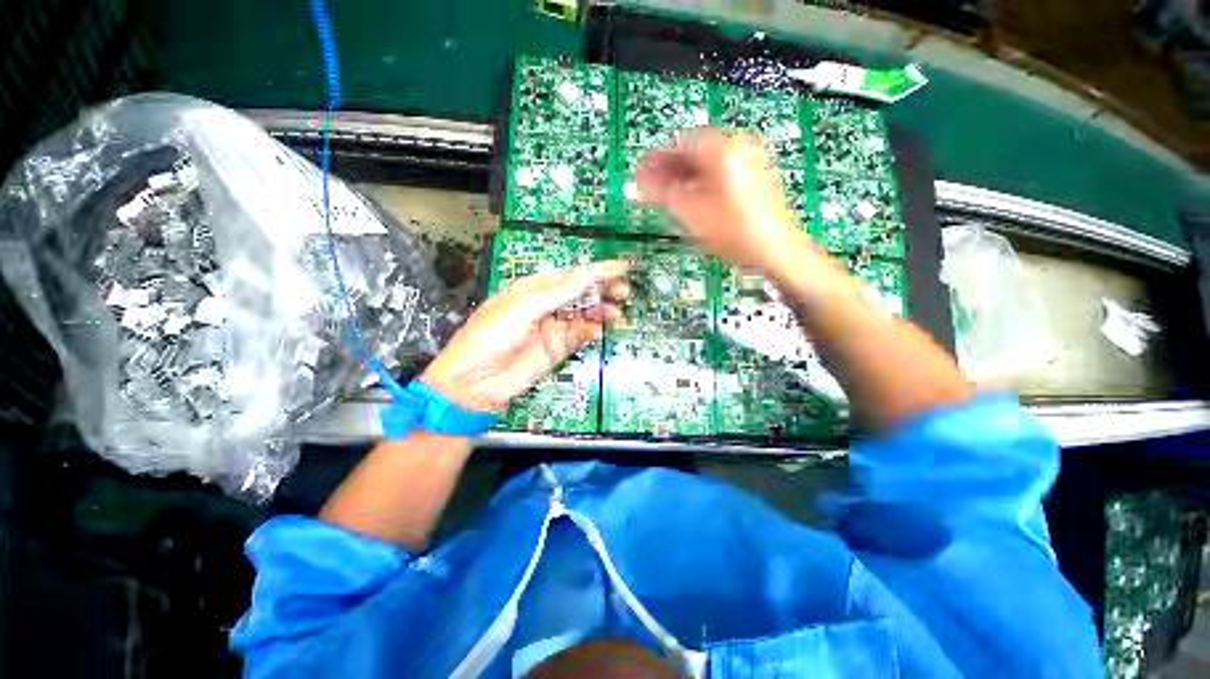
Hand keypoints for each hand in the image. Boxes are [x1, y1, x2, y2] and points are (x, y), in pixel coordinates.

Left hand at [419, 261, 629, 413]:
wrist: (475, 383)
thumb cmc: (489, 336)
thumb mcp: (523, 308)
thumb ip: (558, 292)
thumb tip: (588, 273)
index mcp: (533, 289)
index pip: (569, 276)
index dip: (594, 271)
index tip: (619, 268)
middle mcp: (545, 306)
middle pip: (579, 294)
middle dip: (601, 291)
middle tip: (621, 292)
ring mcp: (552, 328)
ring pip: (583, 314)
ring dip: (600, 311)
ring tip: (614, 312)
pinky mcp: (557, 348)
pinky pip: (579, 335)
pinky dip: (591, 331)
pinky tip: (599, 330)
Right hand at [637, 129, 812, 272]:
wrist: (774, 249)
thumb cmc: (734, 230)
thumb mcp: (691, 212)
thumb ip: (662, 192)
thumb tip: (641, 181)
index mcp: (723, 148)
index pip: (679, 144)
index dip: (656, 160)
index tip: (642, 173)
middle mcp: (739, 146)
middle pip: (694, 152)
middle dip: (670, 170)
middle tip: (651, 186)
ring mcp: (750, 160)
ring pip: (707, 163)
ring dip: (685, 177)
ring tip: (667, 195)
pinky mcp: (755, 176)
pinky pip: (720, 172)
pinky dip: (702, 182)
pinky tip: (691, 198)